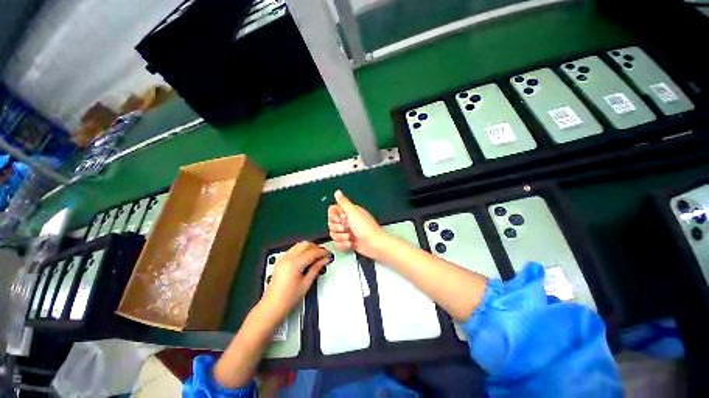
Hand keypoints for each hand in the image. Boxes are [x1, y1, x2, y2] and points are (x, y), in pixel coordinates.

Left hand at [261, 241, 330, 320]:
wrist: (272, 306)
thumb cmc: (288, 298)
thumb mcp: (306, 283)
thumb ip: (316, 268)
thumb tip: (324, 260)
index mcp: (294, 263)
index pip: (313, 252)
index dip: (323, 252)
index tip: (328, 255)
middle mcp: (287, 258)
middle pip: (306, 244)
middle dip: (316, 247)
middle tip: (323, 254)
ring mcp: (283, 258)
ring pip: (299, 245)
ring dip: (309, 248)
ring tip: (316, 256)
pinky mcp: (280, 260)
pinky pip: (293, 249)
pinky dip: (302, 250)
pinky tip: (306, 257)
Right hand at [328, 190, 386, 258]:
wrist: (374, 244)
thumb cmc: (365, 227)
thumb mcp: (353, 212)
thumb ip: (343, 202)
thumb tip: (337, 192)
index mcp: (349, 212)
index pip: (332, 211)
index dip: (333, 216)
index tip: (340, 219)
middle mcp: (347, 220)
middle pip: (331, 223)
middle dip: (337, 229)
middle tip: (347, 229)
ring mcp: (347, 231)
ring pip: (333, 234)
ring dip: (341, 237)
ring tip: (351, 238)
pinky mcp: (348, 242)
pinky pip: (337, 243)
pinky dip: (343, 245)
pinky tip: (351, 244)